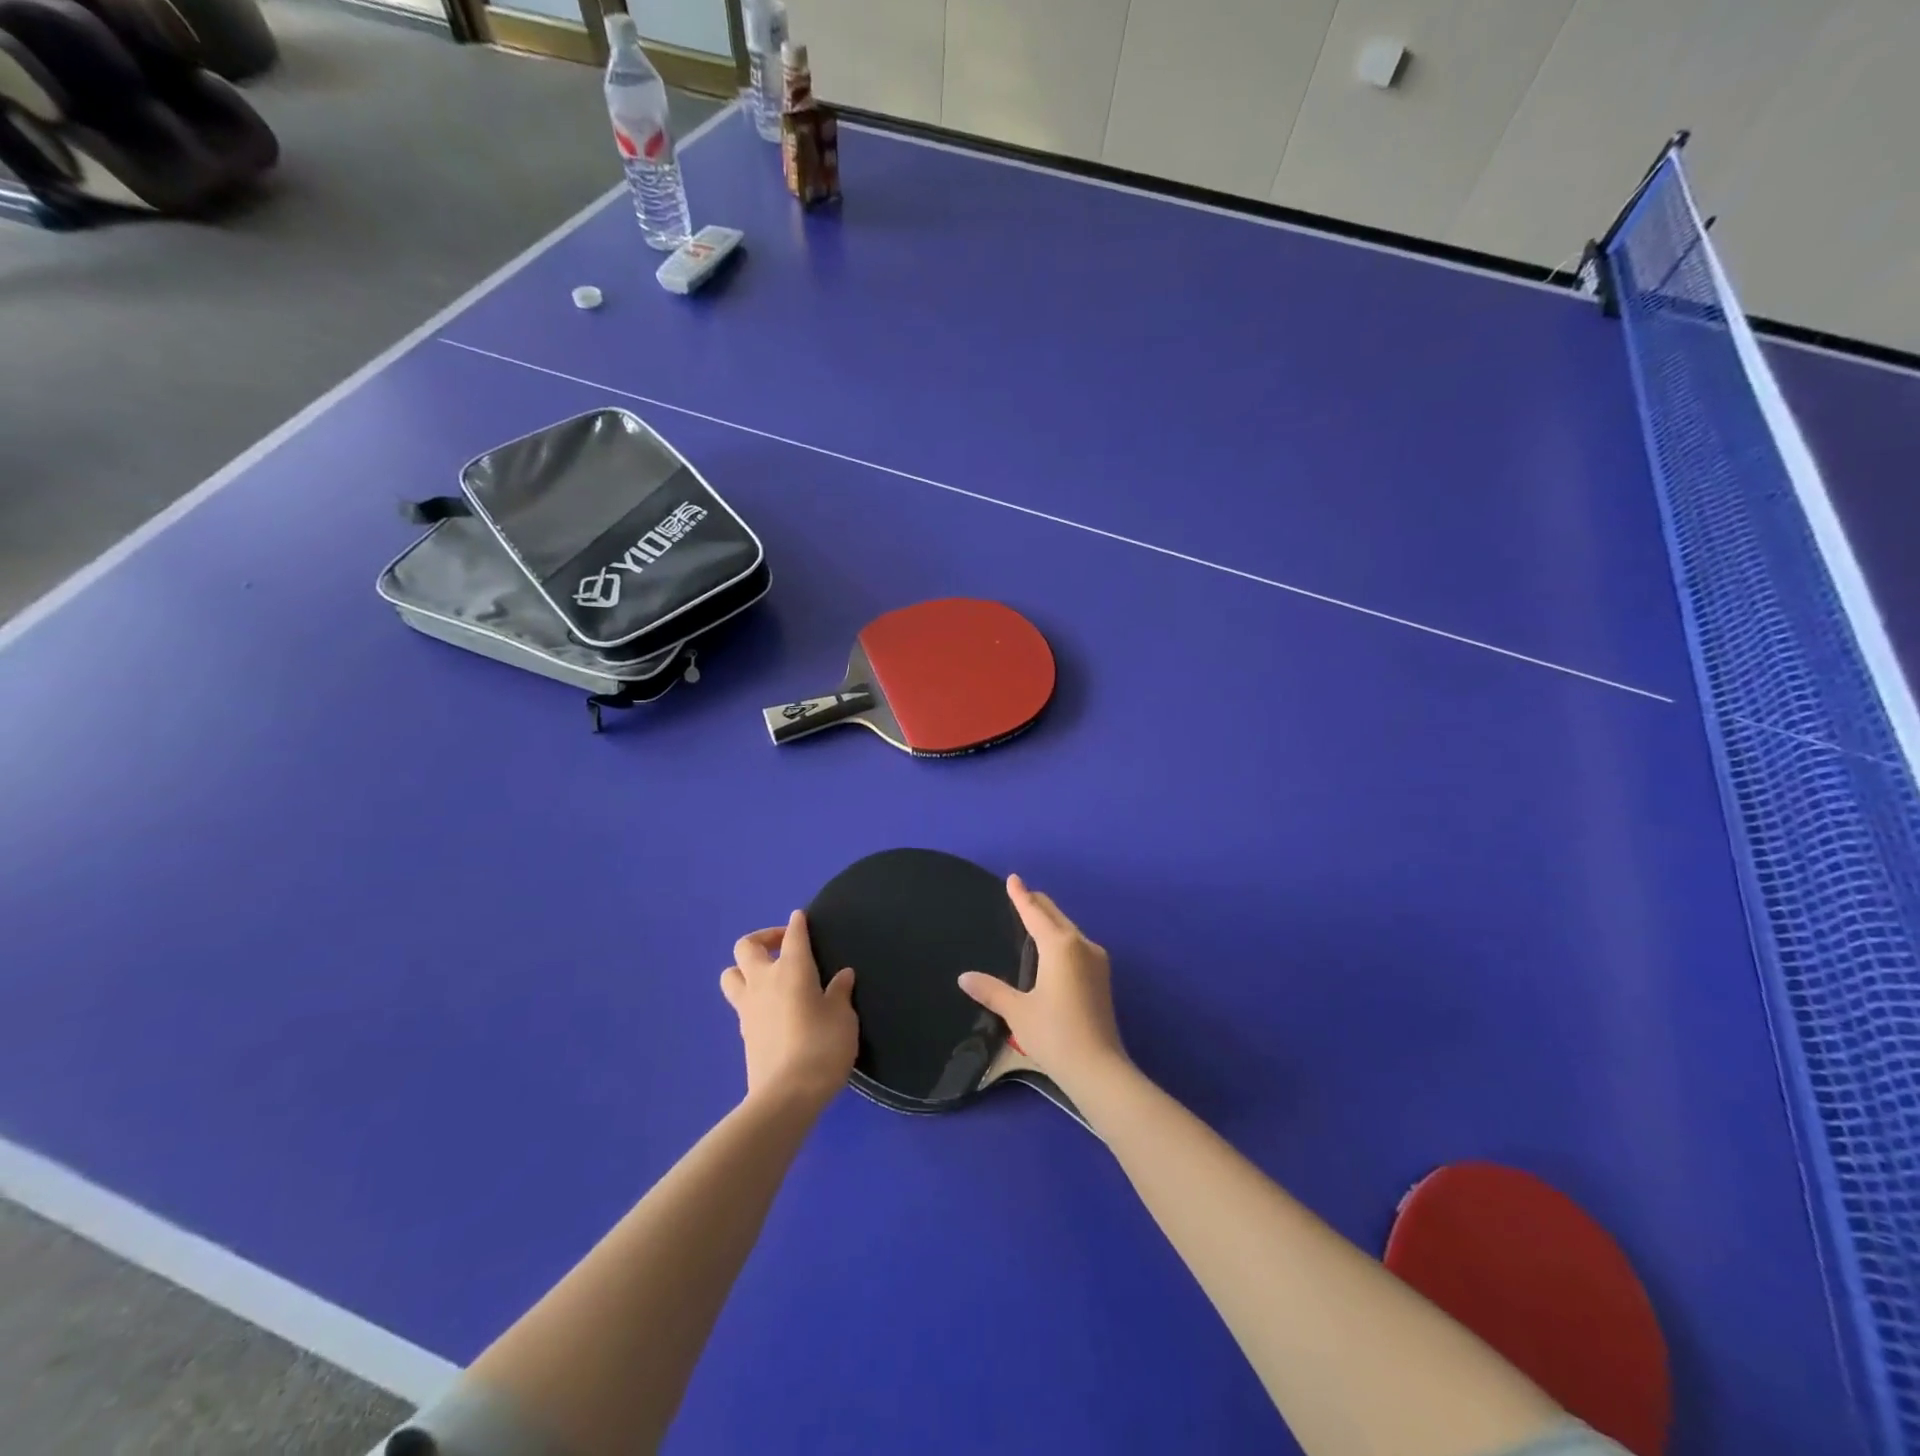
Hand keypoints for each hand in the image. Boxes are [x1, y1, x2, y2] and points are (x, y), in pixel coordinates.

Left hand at [720, 911, 857, 1110]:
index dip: (797, 924)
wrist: (786, 1095)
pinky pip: (739, 1003)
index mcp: (793, 969)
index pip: (793, 936)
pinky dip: (751, 998)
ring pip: (730, 974)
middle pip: (747, 946)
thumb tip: (842, 975)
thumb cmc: (822, 1047)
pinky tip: (770, 1009)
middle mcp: (764, 981)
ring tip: (767, 976)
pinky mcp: (743, 1032)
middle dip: (763, 938)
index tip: (800, 917)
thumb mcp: (843, 1018)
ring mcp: (748, 1007)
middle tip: (782, 946)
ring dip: (744, 968)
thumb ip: (840, 993)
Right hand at [957, 875, 1128, 1095]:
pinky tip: (1052, 949)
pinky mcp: (1102, 979)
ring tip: (1034, 918)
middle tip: (1021, 894)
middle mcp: (1081, 945)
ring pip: (1069, 930)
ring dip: (1052, 921)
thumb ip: (991, 990)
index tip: (1013, 878)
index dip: (1021, 896)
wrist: (1098, 1069)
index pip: (1035, 913)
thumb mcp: (1017, 1011)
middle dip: (1038, 904)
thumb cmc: (1054, 1034)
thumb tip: (964, 977)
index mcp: (1059, 946)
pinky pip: (1077, 946)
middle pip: (1056, 916)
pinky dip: (1061, 938)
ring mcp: (1097, 961)